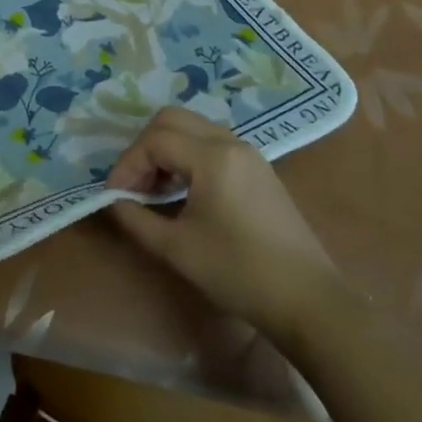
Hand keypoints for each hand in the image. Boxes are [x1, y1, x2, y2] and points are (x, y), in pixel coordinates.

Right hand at [107, 106, 348, 339]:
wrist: (309, 301)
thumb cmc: (240, 273)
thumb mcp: (177, 249)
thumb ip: (136, 219)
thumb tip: (112, 201)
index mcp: (212, 157)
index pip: (154, 141)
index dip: (127, 165)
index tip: (115, 196)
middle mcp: (231, 143)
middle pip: (172, 119)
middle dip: (144, 148)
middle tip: (133, 185)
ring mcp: (249, 153)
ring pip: (192, 128)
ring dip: (166, 149)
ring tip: (153, 189)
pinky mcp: (258, 169)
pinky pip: (211, 143)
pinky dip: (187, 156)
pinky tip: (182, 191)